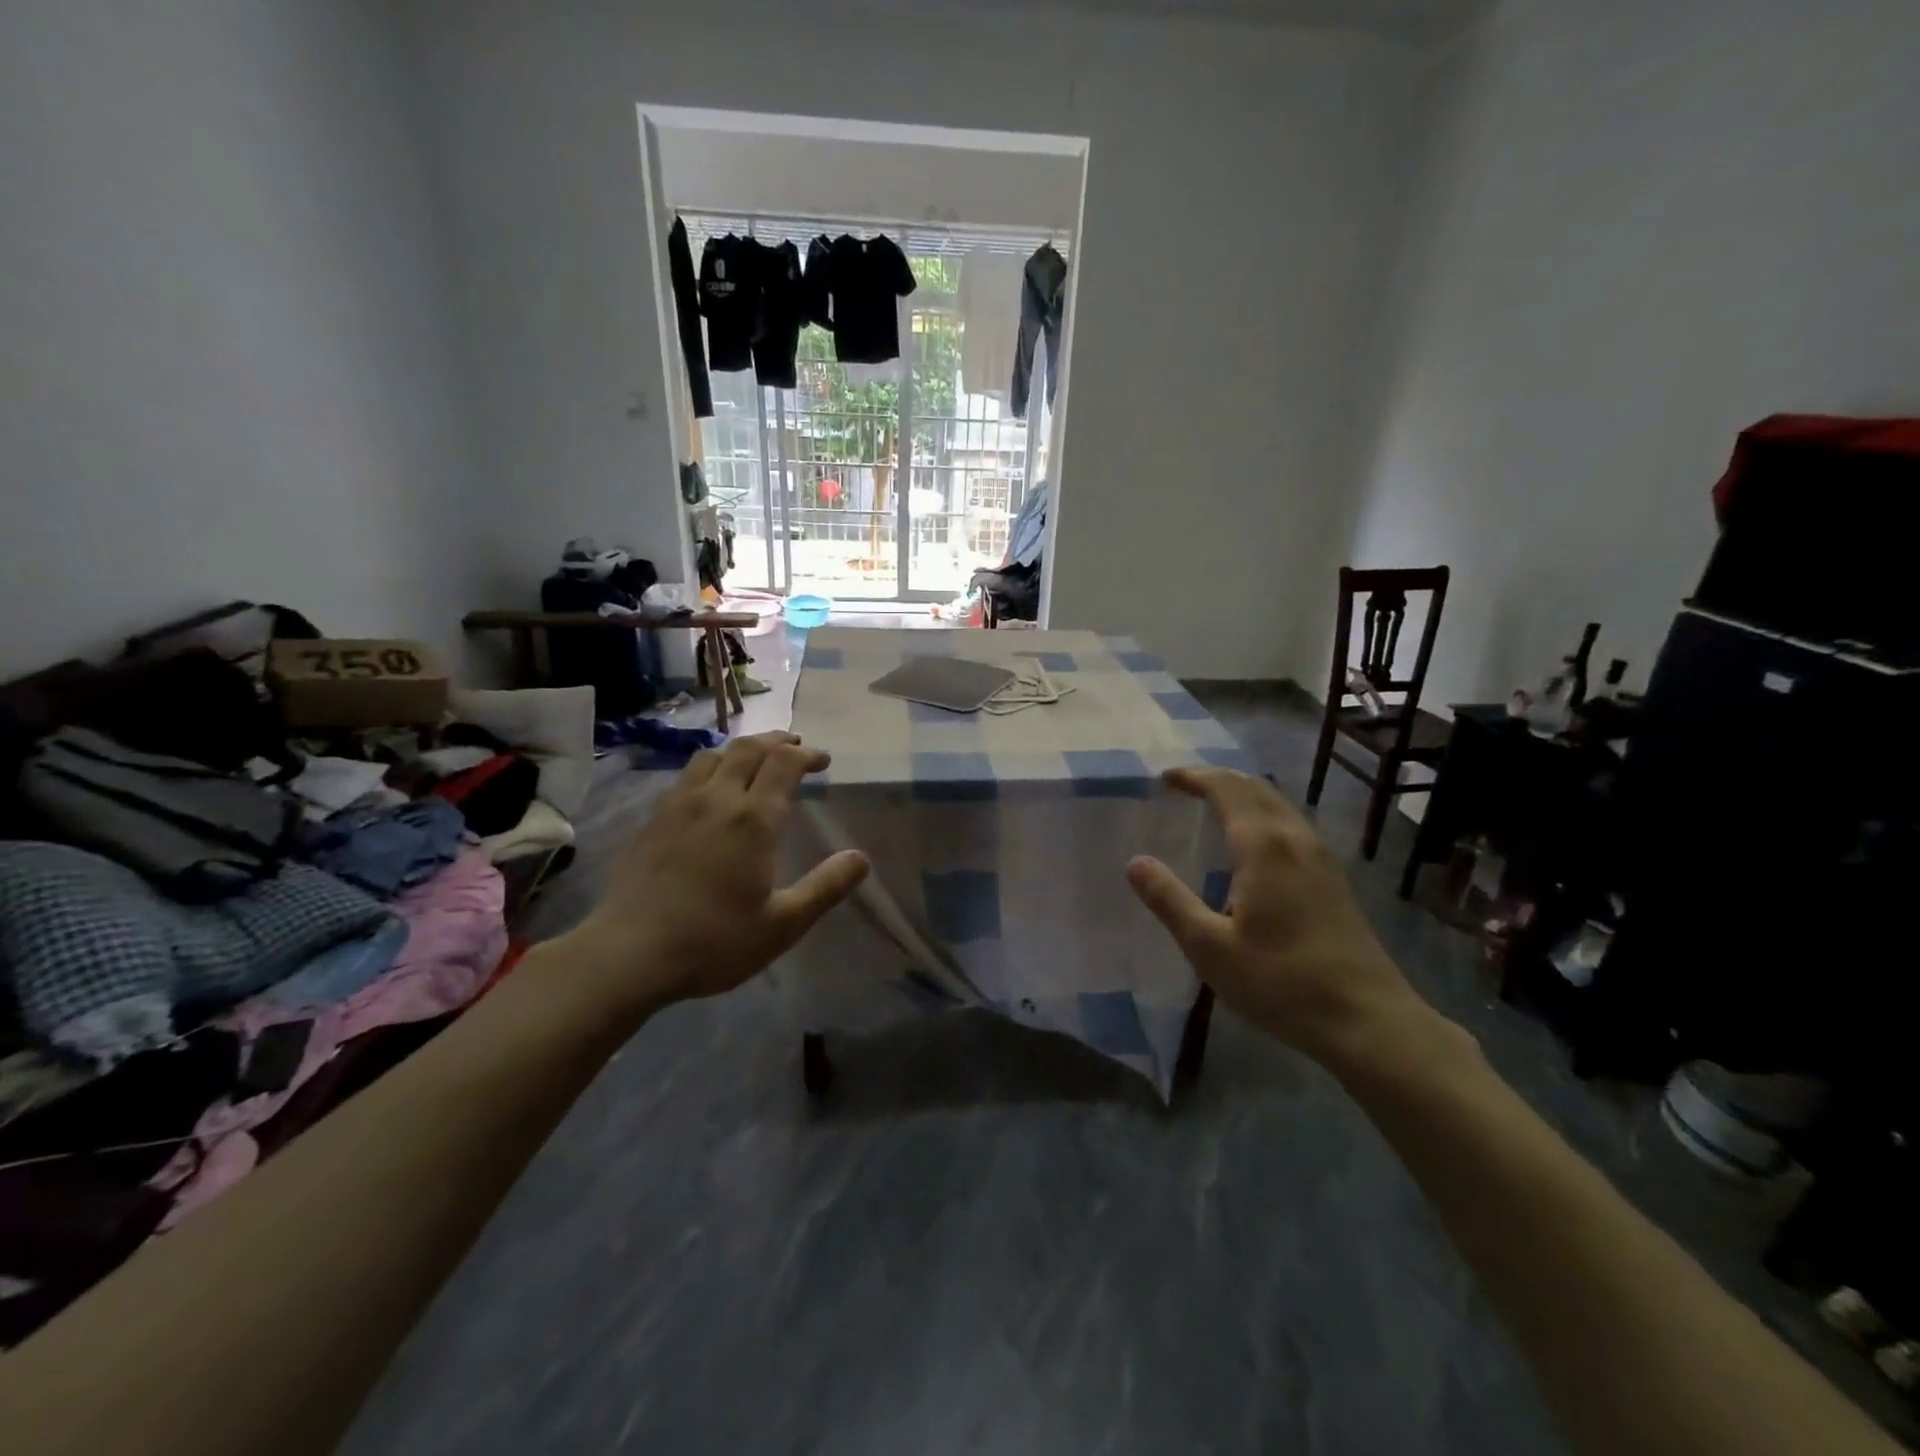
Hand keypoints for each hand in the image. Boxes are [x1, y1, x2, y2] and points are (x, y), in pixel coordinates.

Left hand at [561, 732, 868, 1012]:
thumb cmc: (714, 941)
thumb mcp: (782, 924)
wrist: (628, 955)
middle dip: (777, 741)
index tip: (822, 761)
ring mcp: (678, 807)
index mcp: (753, 820)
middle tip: (795, 746)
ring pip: (712, 756)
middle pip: (749, 749)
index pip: (784, 764)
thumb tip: (861, 858)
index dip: (807, 754)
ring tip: (755, 758)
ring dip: (741, 749)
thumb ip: (826, 887)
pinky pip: (686, 777)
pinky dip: (710, 768)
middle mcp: (717, 800)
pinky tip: (710, 790)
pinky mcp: (652, 822)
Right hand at [1125, 767, 1439, 1067]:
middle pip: (1255, 788)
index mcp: (1264, 847)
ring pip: (1277, 804)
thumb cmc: (1281, 982)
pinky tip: (1251, 840)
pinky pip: (1290, 823)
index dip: (1194, 777)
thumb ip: (1169, 900)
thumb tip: (1135, 862)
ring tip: (1211, 803)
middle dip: (1217, 778)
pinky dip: (1261, 813)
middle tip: (1182, 785)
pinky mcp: (1333, 877)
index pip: (1226, 789)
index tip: (1164, 779)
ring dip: (1242, 793)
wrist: (1367, 1019)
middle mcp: (1295, 839)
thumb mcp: (1210, 947)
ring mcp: (1320, 857)